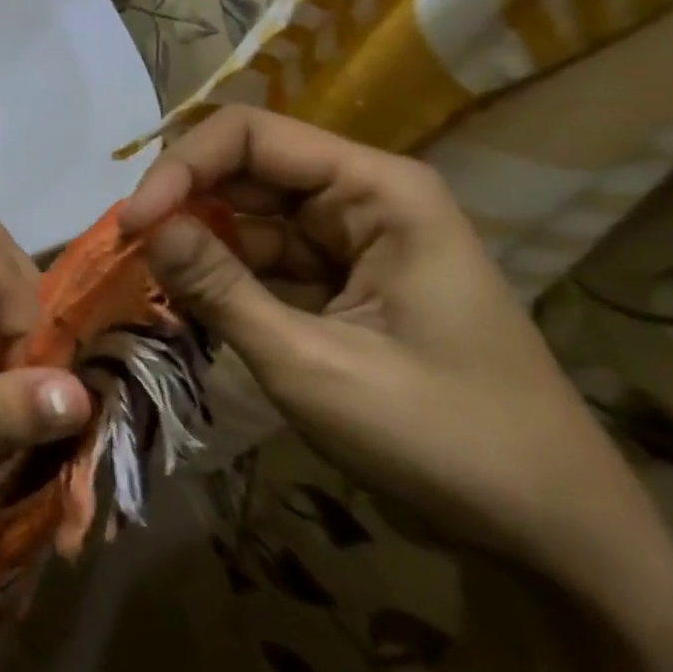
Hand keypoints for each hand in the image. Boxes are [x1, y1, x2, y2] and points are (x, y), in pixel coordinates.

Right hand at [119, 108, 672, 610]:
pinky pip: (262, 259)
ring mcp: (353, 242)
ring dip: (195, 243)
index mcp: (378, 191)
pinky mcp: (342, 284)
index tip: (132, 225)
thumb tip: (145, 227)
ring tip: (144, 281)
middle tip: (123, 253)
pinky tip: (186, 302)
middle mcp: (364, 199)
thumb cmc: (442, 439)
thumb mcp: (312, 364)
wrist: (549, 535)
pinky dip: (220, 276)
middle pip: (246, 169)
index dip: (181, 168)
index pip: (251, 136)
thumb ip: (221, 288)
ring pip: (248, 216)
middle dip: (181, 203)